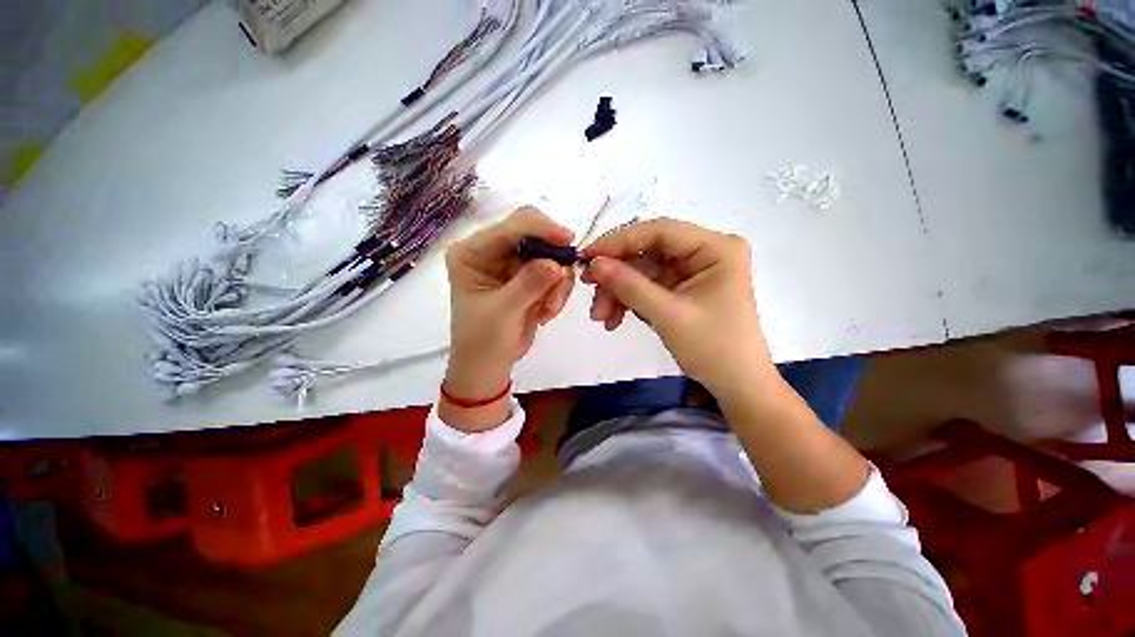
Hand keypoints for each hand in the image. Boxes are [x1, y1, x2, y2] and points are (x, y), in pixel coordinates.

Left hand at [441, 207, 574, 429]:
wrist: (489, 366)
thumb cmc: (483, 341)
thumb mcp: (502, 312)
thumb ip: (528, 285)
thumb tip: (558, 264)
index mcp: (472, 252)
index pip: (509, 228)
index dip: (540, 229)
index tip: (567, 239)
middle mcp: (492, 252)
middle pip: (534, 234)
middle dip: (552, 257)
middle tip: (562, 280)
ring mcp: (513, 265)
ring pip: (550, 256)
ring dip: (556, 283)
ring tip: (548, 309)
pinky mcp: (529, 278)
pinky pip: (556, 274)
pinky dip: (557, 293)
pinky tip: (545, 313)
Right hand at [580, 218, 776, 400]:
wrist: (735, 385)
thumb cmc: (713, 349)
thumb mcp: (668, 315)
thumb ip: (629, 286)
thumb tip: (594, 263)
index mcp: (716, 248)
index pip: (660, 231)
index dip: (619, 241)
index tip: (587, 256)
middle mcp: (705, 252)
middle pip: (648, 252)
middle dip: (617, 274)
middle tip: (589, 288)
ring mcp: (692, 271)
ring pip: (643, 271)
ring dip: (618, 292)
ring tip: (601, 317)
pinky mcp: (682, 288)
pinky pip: (647, 286)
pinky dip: (629, 301)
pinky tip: (615, 319)